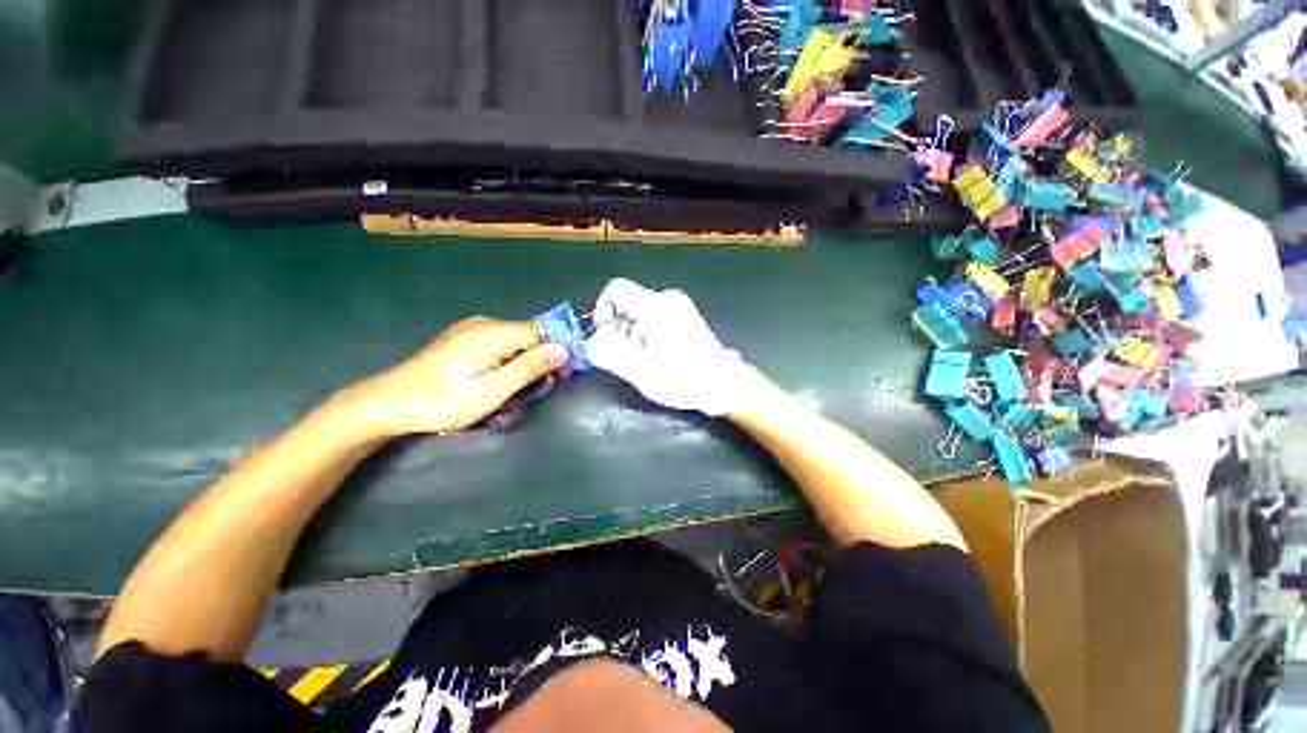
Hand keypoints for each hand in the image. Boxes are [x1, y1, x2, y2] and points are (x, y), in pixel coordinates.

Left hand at [340, 316, 568, 438]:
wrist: (388, 403)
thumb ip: (529, 367)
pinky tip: (500, 377)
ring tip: (519, 387)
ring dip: (526, 360)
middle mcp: (485, 323)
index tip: (564, 374)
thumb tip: (563, 350)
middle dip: (542, 357)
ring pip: (515, 340)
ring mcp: (471, 329)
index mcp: (494, 333)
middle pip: (529, 334)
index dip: (558, 350)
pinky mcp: (463, 339)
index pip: (542, 332)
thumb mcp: (492, 390)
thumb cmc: (443, 401)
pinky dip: (510, 358)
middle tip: (538, 388)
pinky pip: (500, 343)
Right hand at [586, 279, 745, 416]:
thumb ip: (608, 352)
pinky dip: (647, 336)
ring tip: (644, 361)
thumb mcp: (638, 369)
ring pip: (641, 313)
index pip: (616, 289)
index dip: (602, 310)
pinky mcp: (686, 319)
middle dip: (618, 329)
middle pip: (628, 304)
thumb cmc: (682, 378)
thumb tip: (591, 342)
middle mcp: (668, 299)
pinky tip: (656, 357)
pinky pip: (655, 320)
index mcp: (655, 306)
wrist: (724, 385)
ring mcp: (680, 308)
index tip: (605, 336)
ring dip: (633, 335)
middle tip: (625, 357)